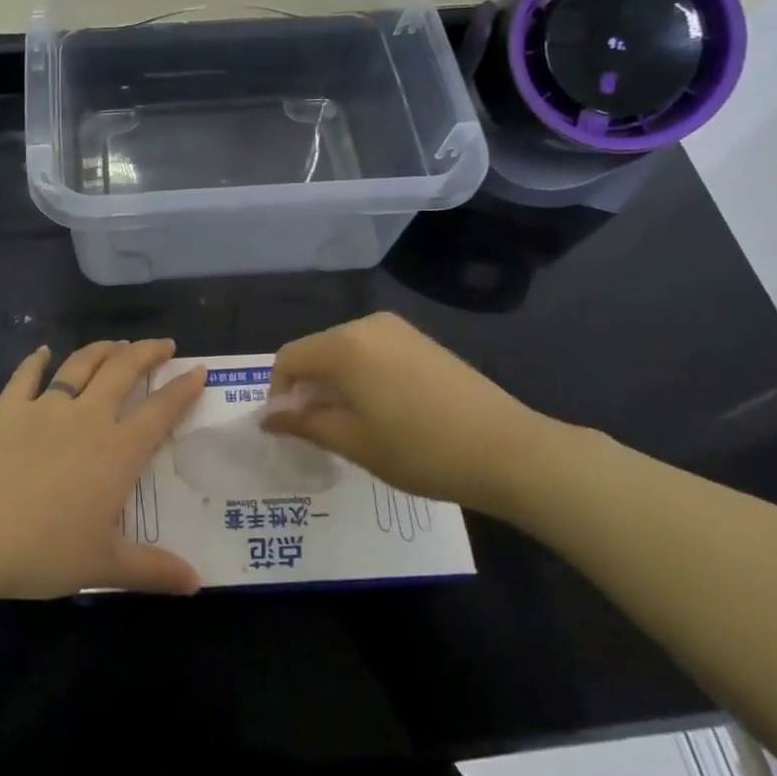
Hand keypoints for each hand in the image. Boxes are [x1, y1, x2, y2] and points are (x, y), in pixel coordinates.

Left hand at [0, 339, 206, 601]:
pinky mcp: (7, 409)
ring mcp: (44, 408)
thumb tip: (197, 583)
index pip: (160, 412)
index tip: (198, 370)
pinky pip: (25, 376)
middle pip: (124, 372)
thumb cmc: (41, 550)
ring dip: (103, 350)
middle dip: (147, 353)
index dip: (182, 389)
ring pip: (81, 366)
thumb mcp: (102, 565)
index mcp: (116, 451)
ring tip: (117, 343)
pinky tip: (42, 351)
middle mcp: (87, 419)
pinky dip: (36, 361)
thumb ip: (152, 570)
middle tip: (164, 345)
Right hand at [263, 312, 553, 517]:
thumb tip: (268, 418)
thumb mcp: (354, 443)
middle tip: (321, 432)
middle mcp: (366, 325)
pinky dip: (362, 375)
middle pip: (316, 351)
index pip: (289, 359)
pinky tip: (385, 410)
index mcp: (344, 346)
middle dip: (308, 388)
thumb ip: (305, 423)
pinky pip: (372, 351)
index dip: (279, 394)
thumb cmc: (422, 450)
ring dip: (335, 383)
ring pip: (344, 351)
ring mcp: (397, 329)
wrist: (508, 449)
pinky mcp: (420, 340)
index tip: (291, 430)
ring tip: (354, 425)